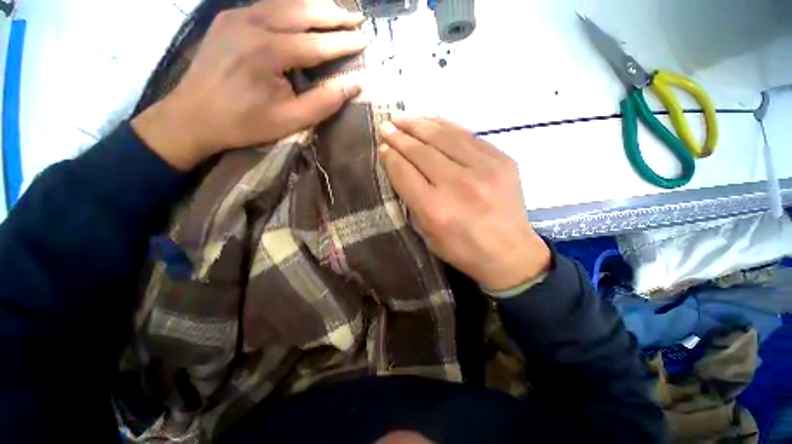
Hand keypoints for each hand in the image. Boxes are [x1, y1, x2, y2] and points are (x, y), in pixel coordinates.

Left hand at [132, 0, 367, 169]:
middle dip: (334, 14)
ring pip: (286, 2)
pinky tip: (305, 12)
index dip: (344, 42)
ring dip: (315, 6)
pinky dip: (292, 7)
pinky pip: (268, 5)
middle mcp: (253, 24)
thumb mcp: (290, 120)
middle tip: (358, 18)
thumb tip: (354, 85)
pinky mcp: (229, 18)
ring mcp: (237, 16)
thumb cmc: (244, 123)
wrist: (192, 115)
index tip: (366, 40)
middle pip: (303, 11)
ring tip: (338, 12)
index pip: (317, 43)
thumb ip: (324, 102)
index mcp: (268, 52)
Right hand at [379, 117, 550, 291]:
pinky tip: (432, 120)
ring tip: (404, 117)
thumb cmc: (463, 249)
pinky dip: (446, 125)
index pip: (405, 173)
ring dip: (420, 124)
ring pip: (444, 137)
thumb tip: (398, 167)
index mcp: (435, 210)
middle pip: (421, 151)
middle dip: (400, 136)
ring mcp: (484, 169)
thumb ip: (411, 200)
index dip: (390, 157)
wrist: (510, 253)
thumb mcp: (428, 234)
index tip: (382, 147)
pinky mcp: (502, 160)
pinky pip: (468, 135)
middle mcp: (458, 185)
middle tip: (386, 125)